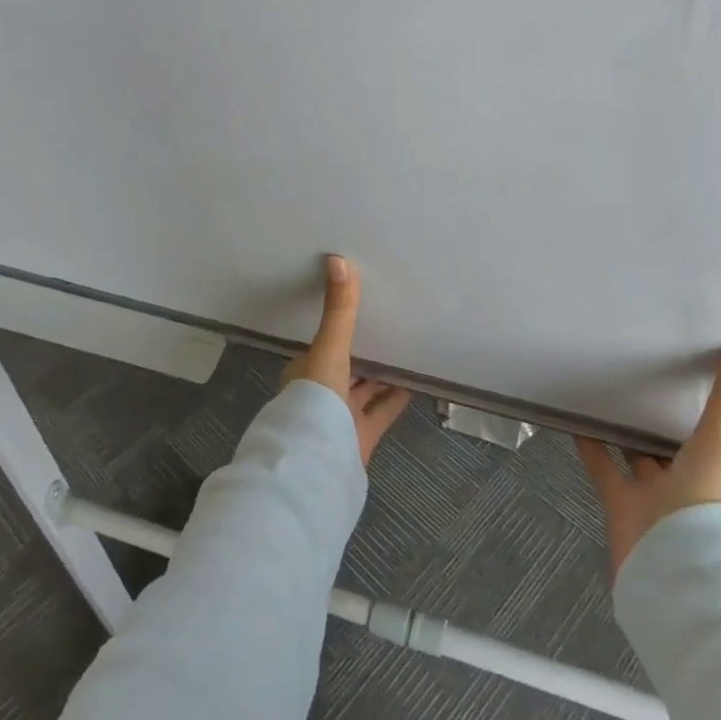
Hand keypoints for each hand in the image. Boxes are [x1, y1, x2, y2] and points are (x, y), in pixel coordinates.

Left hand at [281, 255, 411, 466]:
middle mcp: (320, 394)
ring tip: (404, 349)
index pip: (322, 346)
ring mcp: (341, 418)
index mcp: (305, 372)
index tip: (356, 312)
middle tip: (385, 325)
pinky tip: (414, 383)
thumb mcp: (328, 347)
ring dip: (379, 375)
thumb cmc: (315, 397)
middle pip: (343, 368)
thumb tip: (337, 259)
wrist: (318, 460)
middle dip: (361, 351)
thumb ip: (339, 310)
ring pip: (363, 390)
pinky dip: (396, 398)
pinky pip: (382, 411)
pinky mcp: (362, 437)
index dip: (337, 330)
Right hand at [575, 340, 720, 575]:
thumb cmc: (703, 502)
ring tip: (609, 394)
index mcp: (717, 472)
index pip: (713, 435)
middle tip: (646, 380)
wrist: (671, 566)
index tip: (696, 375)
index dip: (706, 410)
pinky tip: (576, 420)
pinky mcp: (620, 503)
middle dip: (664, 422)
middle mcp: (687, 484)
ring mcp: (653, 496)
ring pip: (638, 457)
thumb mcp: (720, 442)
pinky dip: (591, 445)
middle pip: (675, 447)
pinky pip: (603, 467)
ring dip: (627, 432)